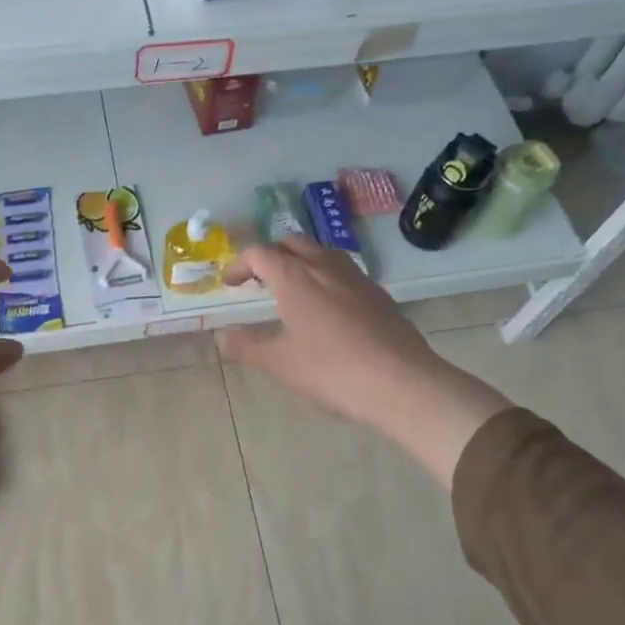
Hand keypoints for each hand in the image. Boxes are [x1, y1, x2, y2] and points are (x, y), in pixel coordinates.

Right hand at [219, 238, 510, 489]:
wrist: (402, 382)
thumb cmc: (332, 370)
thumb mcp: (280, 363)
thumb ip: (247, 346)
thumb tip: (223, 336)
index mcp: (294, 276)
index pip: (259, 253)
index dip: (239, 264)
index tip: (230, 284)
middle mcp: (324, 265)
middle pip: (291, 243)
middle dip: (271, 255)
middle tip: (259, 279)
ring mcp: (356, 277)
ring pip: (322, 252)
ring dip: (301, 260)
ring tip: (293, 288)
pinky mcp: (378, 293)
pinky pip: (344, 271)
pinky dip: (326, 277)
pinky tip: (329, 308)